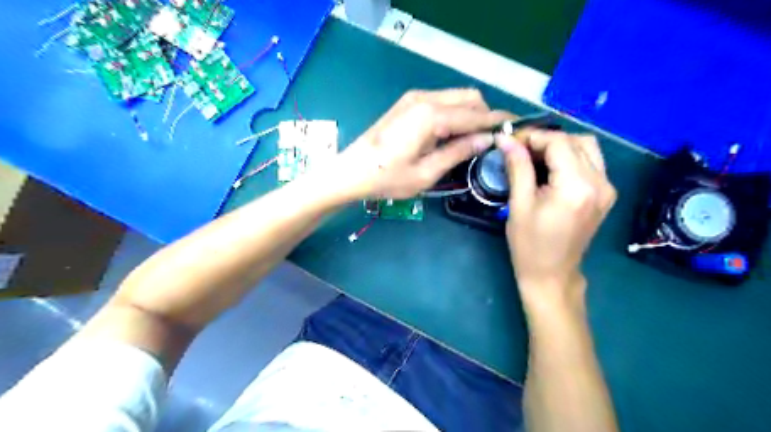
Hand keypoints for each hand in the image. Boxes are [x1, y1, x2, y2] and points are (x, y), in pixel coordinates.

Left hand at [335, 89, 513, 199]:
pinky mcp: (407, 103)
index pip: (476, 114)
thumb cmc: (387, 178)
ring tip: (474, 139)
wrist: (351, 171)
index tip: (517, 128)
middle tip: (491, 139)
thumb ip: (458, 152)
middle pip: (469, 97)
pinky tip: (452, 133)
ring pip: (456, 97)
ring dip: (470, 113)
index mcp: (431, 116)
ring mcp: (414, 98)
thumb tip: (487, 140)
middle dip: (485, 115)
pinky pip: (442, 101)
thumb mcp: (426, 173)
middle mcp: (425, 98)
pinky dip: (454, 113)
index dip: (498, 121)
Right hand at [497, 129, 617, 311]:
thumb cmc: (529, 244)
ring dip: (560, 146)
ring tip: (534, 157)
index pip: (558, 142)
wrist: (552, 274)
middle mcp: (600, 182)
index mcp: (576, 187)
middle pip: (576, 140)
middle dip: (546, 139)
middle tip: (520, 149)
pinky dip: (570, 157)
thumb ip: (517, 167)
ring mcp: (607, 188)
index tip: (510, 141)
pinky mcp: (606, 194)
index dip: (532, 136)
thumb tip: (505, 139)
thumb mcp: (519, 204)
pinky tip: (550, 169)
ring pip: (587, 148)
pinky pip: (591, 162)